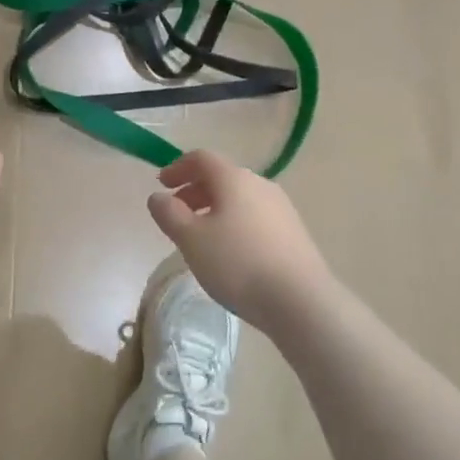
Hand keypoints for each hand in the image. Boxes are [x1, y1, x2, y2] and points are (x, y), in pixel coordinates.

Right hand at [147, 150, 332, 329]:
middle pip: (221, 177)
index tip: (162, 184)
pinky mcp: (293, 232)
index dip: (178, 167)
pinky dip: (234, 223)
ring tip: (201, 238)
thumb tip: (158, 196)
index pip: (201, 158)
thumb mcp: (191, 239)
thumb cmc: (238, 263)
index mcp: (234, 178)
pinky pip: (255, 217)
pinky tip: (230, 253)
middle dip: (194, 191)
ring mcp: (281, 208)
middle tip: (176, 214)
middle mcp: (260, 184)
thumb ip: (169, 214)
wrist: (301, 301)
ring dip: (214, 209)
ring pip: (239, 198)